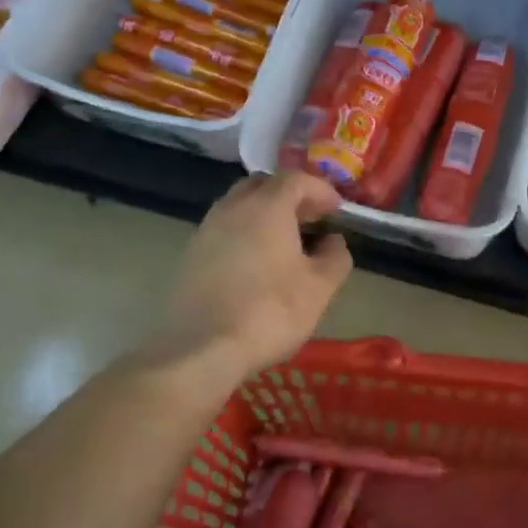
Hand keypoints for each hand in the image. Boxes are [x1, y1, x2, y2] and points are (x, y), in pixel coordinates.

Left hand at [150, 172, 352, 381]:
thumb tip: (334, 241)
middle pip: (263, 185)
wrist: (201, 348)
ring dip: (264, 214)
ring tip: (284, 242)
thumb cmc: (270, 312)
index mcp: (267, 207)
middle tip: (310, 219)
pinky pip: (223, 230)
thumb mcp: (319, 288)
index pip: (296, 179)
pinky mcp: (190, 255)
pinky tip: (255, 263)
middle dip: (289, 196)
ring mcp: (206, 229)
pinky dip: (243, 234)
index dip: (320, 190)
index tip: (336, 209)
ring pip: (239, 206)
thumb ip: (334, 258)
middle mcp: (233, 208)